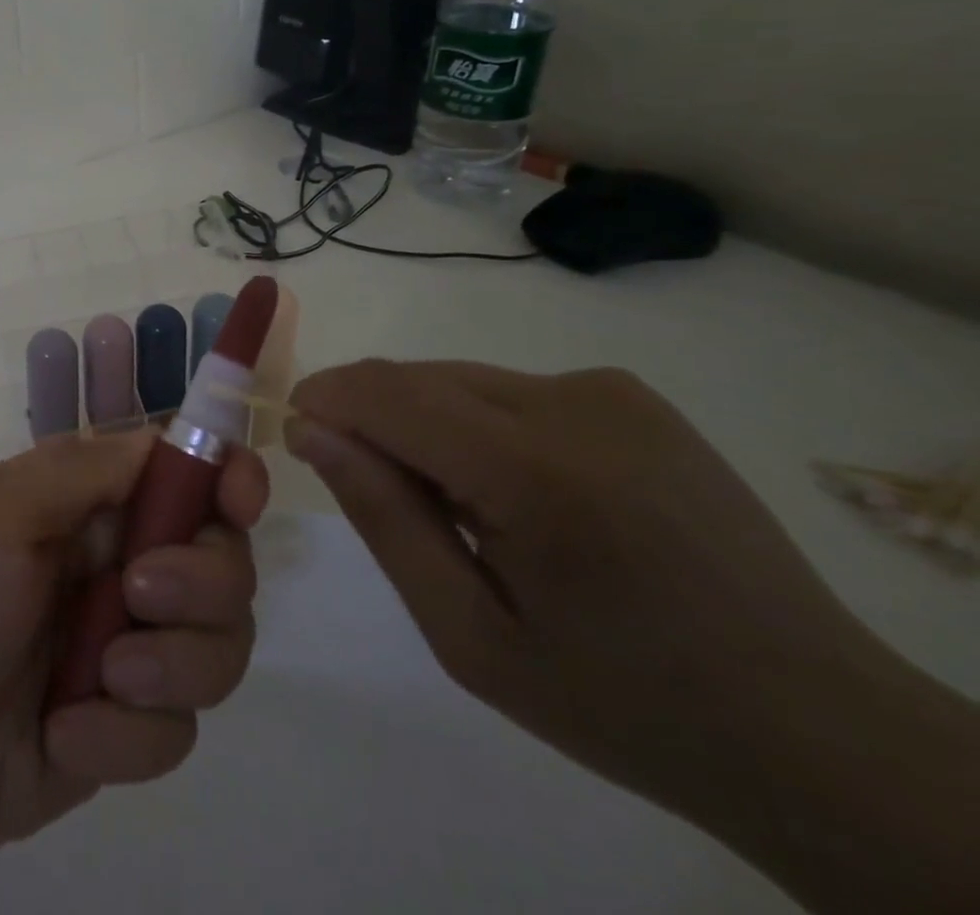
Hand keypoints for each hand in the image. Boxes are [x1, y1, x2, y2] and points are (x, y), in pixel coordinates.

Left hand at [0, 427, 268, 898]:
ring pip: (218, 646)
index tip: (241, 499)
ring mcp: (128, 648)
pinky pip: (176, 728)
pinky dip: (125, 735)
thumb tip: (164, 438)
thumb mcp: (1, 511)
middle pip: (223, 559)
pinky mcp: (126, 725)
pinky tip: (61, 734)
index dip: (225, 476)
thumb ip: (87, 470)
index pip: (182, 472)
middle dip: (201, 580)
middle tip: (140, 593)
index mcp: (87, 503)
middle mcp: (118, 565)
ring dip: (170, 664)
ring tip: (101, 678)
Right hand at [288, 360, 979, 914]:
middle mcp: (576, 406)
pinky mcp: (632, 396)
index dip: (325, 400)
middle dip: (369, 416)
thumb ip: (384, 518)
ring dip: (423, 422)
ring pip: (458, 379)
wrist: (814, 729)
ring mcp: (612, 393)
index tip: (294, 432)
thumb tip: (311, 429)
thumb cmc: (623, 702)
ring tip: (455, 505)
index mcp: (537, 476)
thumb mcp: (470, 636)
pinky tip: (514, 492)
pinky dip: (476, 424)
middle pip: (418, 379)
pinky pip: (508, 389)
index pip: (387, 394)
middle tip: (373, 491)